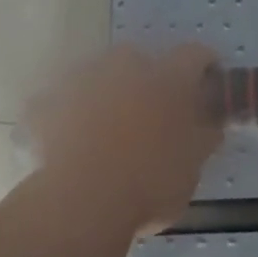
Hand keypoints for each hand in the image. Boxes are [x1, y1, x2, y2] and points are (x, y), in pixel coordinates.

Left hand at [27, 43, 222, 235]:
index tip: (206, 87)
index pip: (195, 55)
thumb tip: (210, 122)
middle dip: (148, 82)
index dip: (204, 69)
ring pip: (100, 77)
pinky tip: (73, 142)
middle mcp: (126, 65)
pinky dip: (70, 114)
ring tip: (107, 132)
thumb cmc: (150, 184)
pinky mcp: (47, 100)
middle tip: (151, 116)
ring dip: (108, 94)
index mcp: (169, 78)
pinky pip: (64, 100)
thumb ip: (203, 135)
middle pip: (142, 61)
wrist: (82, 201)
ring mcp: (83, 79)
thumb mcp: (193, 166)